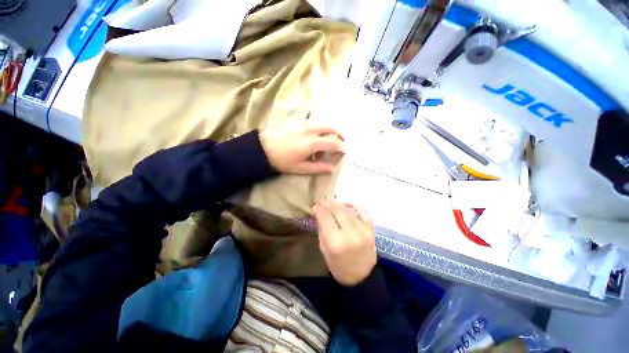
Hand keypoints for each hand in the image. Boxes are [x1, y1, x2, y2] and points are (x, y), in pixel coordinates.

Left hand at [260, 120, 343, 173]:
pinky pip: (314, 121)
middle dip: (339, 133)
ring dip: (331, 128)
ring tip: (332, 136)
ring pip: (323, 122)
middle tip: (342, 140)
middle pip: (330, 127)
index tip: (344, 150)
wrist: (262, 148)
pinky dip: (321, 126)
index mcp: (311, 143)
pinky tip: (318, 132)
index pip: (333, 142)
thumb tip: (332, 168)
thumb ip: (318, 167)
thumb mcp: (300, 168)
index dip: (341, 146)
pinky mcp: (297, 120)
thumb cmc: (282, 161)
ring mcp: (303, 122)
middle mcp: (310, 129)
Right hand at [312, 199, 376, 285]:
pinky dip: (353, 205)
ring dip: (338, 203)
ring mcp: (363, 231)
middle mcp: (350, 234)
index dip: (318, 209)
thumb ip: (322, 229)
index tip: (314, 207)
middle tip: (321, 202)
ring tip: (331, 202)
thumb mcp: (324, 249)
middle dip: (327, 203)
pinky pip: (362, 211)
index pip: (325, 217)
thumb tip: (320, 214)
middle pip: (337, 210)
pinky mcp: (371, 230)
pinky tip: (346, 204)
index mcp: (335, 242)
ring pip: (348, 209)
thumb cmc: (338, 265)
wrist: (361, 277)